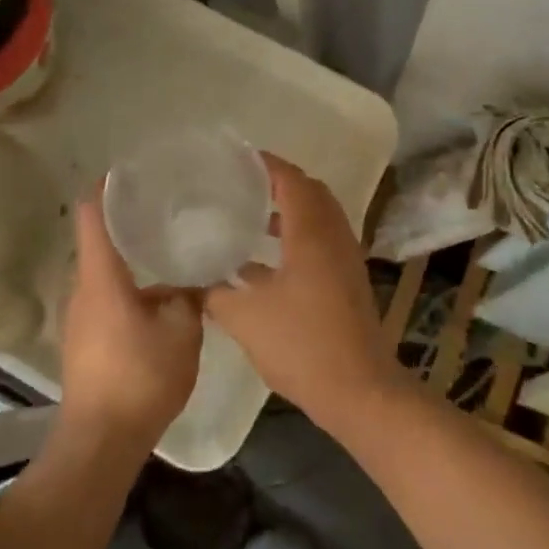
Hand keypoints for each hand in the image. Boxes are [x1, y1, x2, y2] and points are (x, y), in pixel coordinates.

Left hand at [58, 195, 202, 452]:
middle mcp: (83, 289)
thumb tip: (196, 278)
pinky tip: (160, 295)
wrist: (102, 440)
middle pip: (98, 240)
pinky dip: (129, 285)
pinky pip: (106, 296)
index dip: (106, 187)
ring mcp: (80, 316)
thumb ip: (190, 295)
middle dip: (127, 220)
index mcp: (102, 277)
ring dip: (131, 257)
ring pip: (104, 271)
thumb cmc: (141, 376)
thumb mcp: (182, 331)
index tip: (131, 172)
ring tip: (168, 247)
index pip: (90, 214)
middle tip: (166, 208)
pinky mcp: (84, 339)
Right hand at [203, 156, 406, 438]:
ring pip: (317, 218)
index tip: (237, 158)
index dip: (266, 165)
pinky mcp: (346, 281)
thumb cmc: (302, 345)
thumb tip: (191, 279)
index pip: (291, 180)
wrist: (358, 390)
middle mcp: (334, 236)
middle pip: (310, 193)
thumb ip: (215, 293)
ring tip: (248, 217)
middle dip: (278, 183)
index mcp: (311, 233)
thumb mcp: (246, 318)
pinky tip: (261, 264)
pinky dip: (295, 238)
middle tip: (242, 184)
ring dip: (288, 212)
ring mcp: (344, 259)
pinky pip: (320, 241)